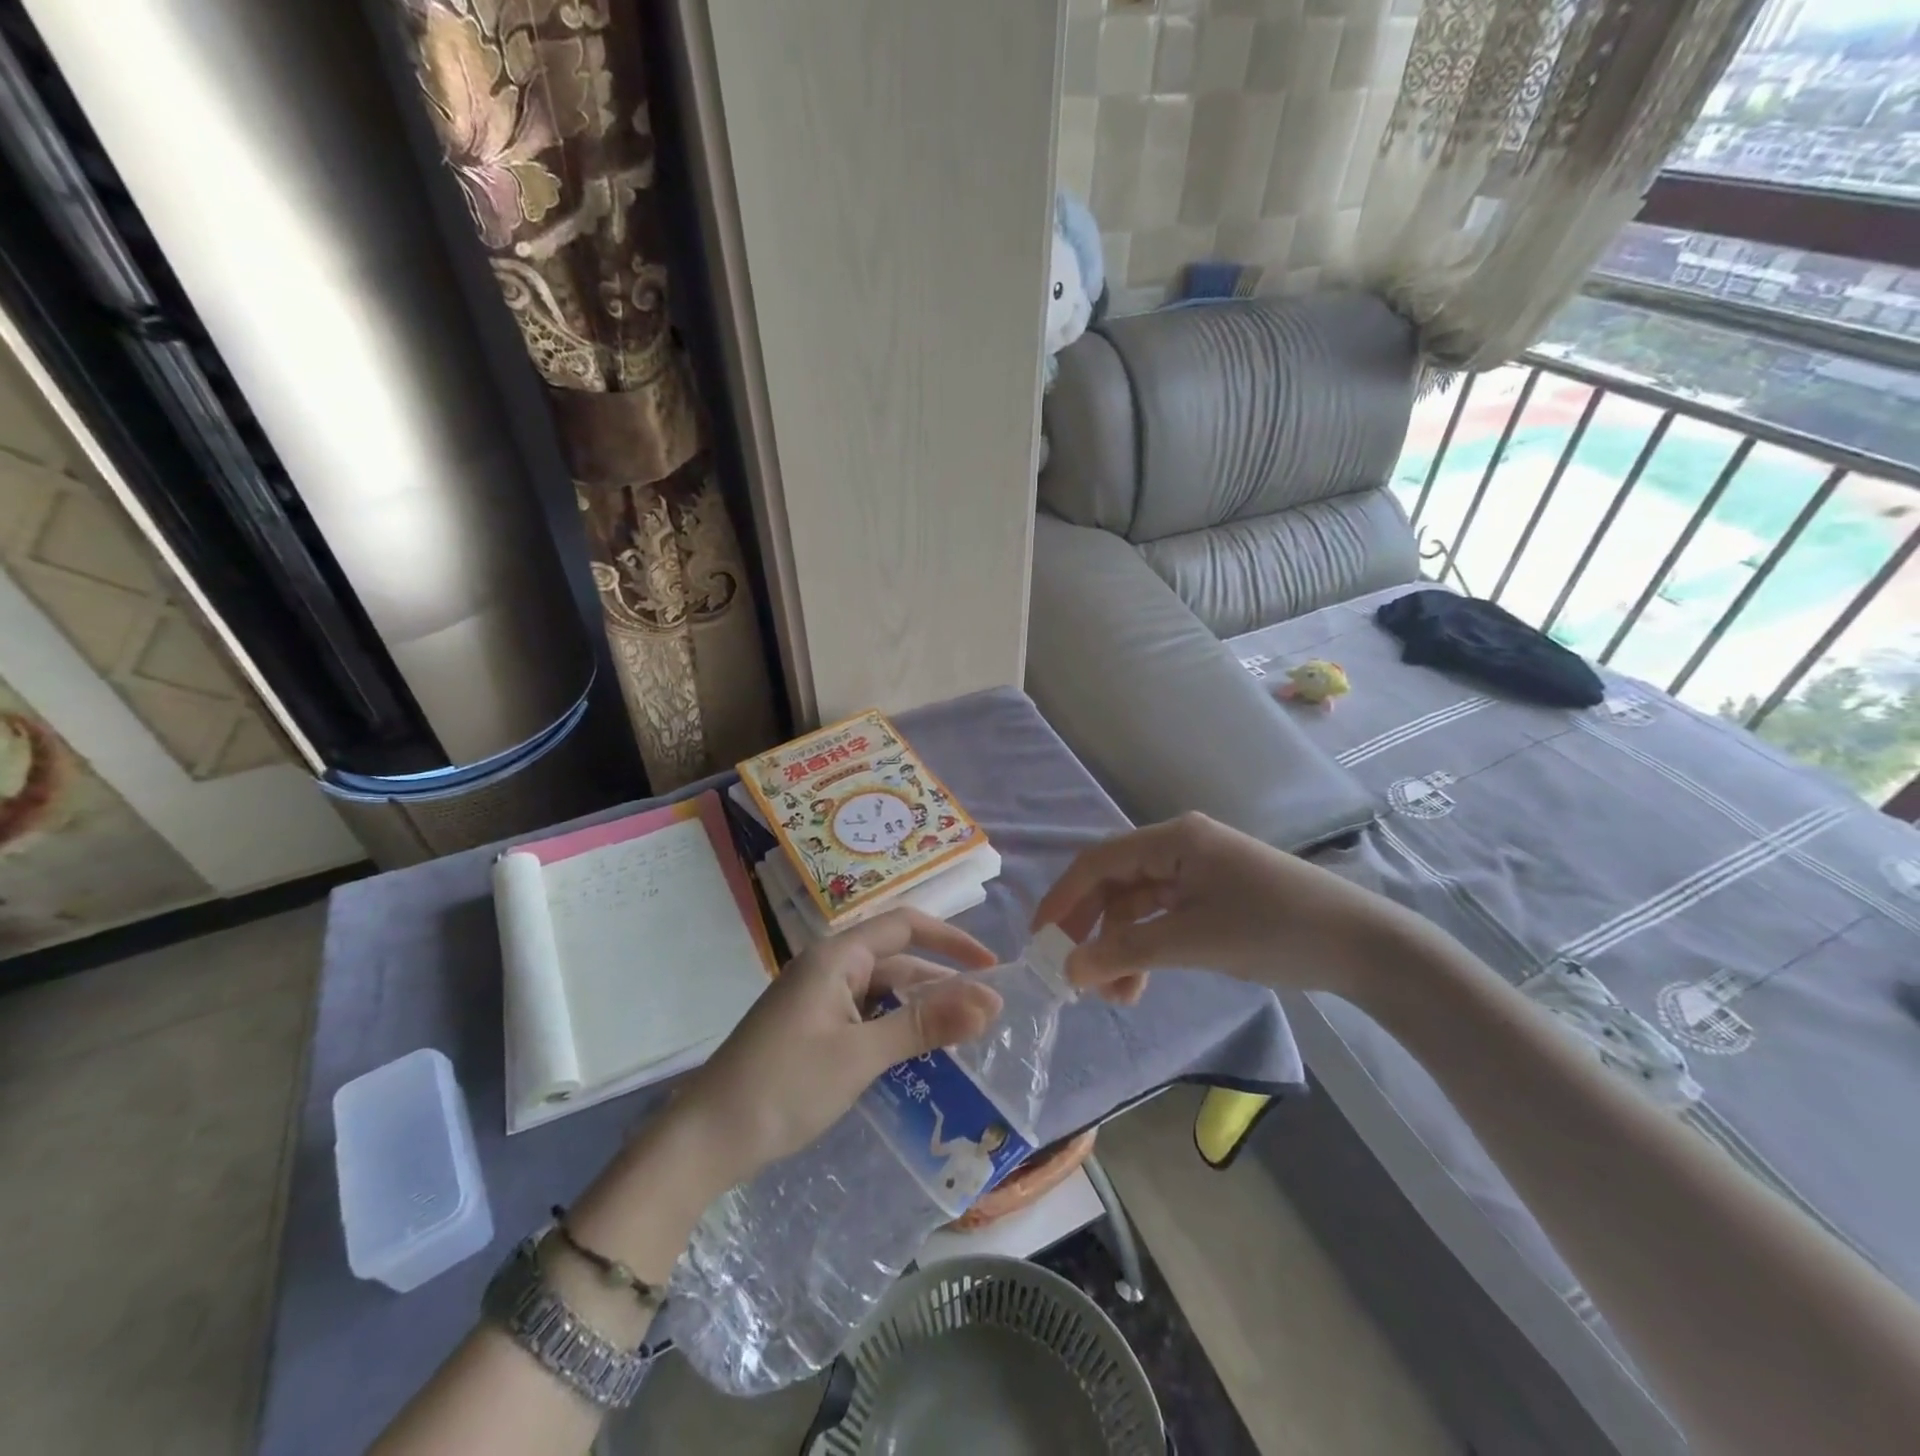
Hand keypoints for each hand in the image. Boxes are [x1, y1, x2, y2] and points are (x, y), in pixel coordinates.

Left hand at [677, 909, 1002, 1185]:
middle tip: (987, 1015)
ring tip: (963, 1036)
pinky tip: (917, 1055)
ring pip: (882, 992)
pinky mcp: (812, 1029)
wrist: (704, 1140)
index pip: (906, 926)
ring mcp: (817, 999)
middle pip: (897, 960)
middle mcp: (829, 968)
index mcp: (837, 957)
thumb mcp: (861, 1055)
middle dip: (942, 983)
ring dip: (920, 1009)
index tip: (993, 966)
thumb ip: (925, 1025)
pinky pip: (865, 1016)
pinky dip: (894, 1028)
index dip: (952, 940)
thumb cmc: (784, 1086)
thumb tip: (991, 1001)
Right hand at [1032, 812, 1408, 1003]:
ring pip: (1137, 906)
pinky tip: (1140, 983)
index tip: (1040, 941)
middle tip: (1074, 977)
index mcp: (1173, 840)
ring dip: (1120, 947)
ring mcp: (1197, 872)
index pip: (1098, 862)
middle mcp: (1179, 847)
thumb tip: (1069, 970)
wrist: (1363, 945)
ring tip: (1114, 996)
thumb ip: (1126, 952)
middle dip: (1092, 931)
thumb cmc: (1274, 929)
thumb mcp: (1193, 940)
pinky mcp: (1212, 896)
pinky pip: (1163, 918)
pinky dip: (1147, 948)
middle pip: (1114, 884)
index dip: (1063, 899)